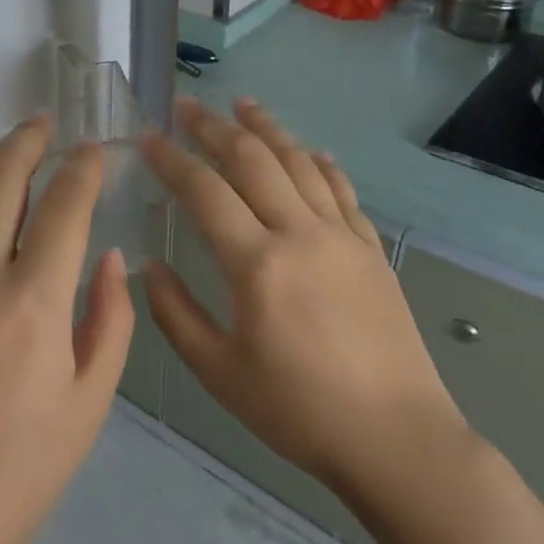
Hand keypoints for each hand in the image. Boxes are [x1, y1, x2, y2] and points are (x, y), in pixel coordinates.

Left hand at [0, 108, 135, 543]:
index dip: (83, 169)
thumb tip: (107, 256)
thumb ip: (108, 321)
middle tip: (42, 121)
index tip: (94, 151)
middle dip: (26, 141)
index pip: (65, 205)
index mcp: (34, 300)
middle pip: (0, 179)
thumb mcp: (89, 404)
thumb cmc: (17, 474)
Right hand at [138, 97, 464, 501]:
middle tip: (187, 105)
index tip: (146, 136)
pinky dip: (321, 165)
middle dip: (215, 127)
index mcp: (257, 264)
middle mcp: (301, 234)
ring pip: (300, 164)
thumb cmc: (298, 410)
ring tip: (243, 104)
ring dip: (268, 129)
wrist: (397, 439)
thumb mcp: (219, 372)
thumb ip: (175, 315)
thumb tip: (149, 267)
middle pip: (253, 161)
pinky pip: (342, 192)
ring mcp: (342, 237)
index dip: (171, 158)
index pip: (204, 191)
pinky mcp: (371, 251)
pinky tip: (311, 152)